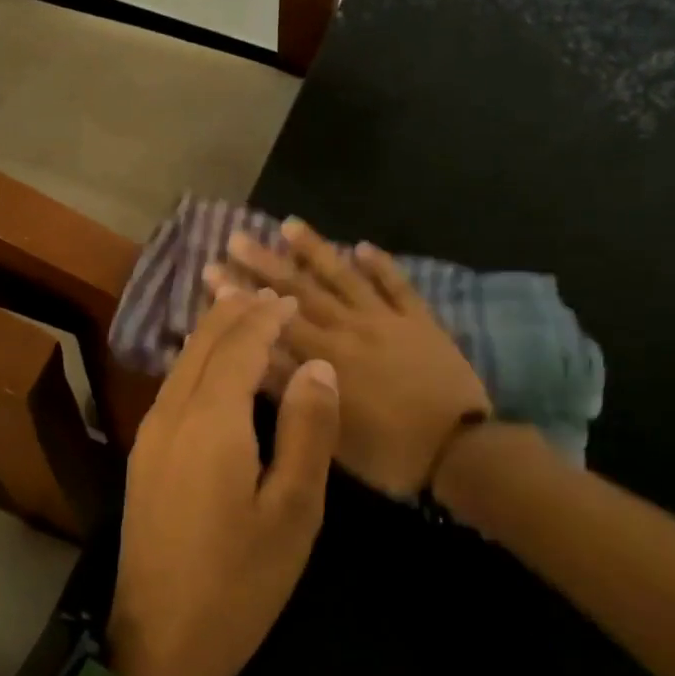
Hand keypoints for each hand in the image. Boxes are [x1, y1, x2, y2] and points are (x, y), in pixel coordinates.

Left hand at [108, 289, 340, 675]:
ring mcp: (149, 437)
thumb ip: (306, 431)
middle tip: (264, 293)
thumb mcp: (293, 511)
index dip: (263, 318)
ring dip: (211, 335)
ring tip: (241, 316)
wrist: (161, 645)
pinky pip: (171, 388)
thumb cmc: (240, 582)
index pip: (237, 347)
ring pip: (180, 365)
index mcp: (210, 422)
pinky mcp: (142, 458)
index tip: (287, 298)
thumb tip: (317, 368)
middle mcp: (170, 416)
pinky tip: (211, 369)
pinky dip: (196, 363)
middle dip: (233, 314)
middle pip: (201, 346)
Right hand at [207, 219, 491, 499]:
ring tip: (290, 223)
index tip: (213, 271)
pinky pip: (397, 286)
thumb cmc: (389, 452)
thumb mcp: (330, 433)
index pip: (274, 319)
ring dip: (316, 249)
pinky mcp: (419, 321)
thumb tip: (253, 356)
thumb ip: (293, 391)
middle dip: (265, 263)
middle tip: (236, 237)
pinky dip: (381, 264)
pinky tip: (363, 245)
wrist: (461, 450)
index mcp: (326, 357)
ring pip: (345, 277)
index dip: (241, 295)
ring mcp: (387, 320)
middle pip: (301, 290)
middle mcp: (350, 328)